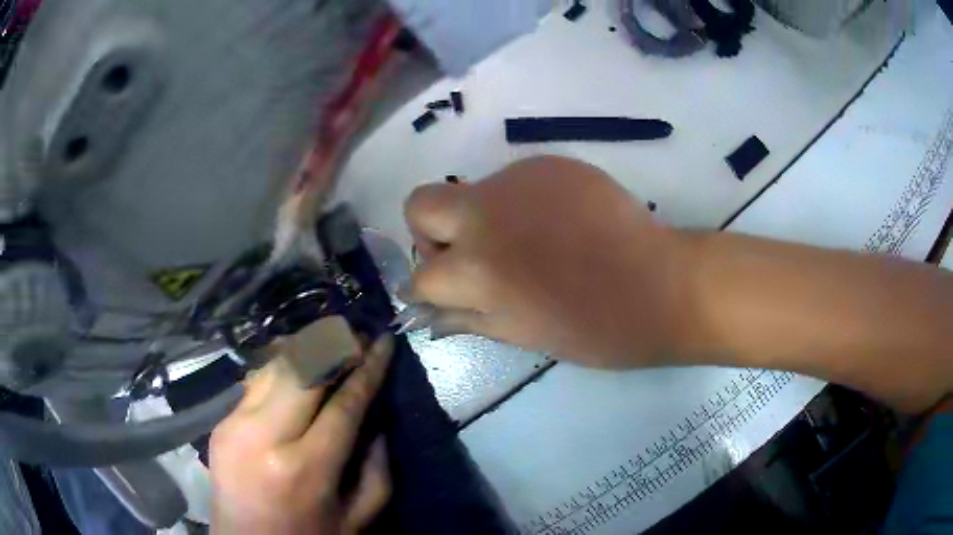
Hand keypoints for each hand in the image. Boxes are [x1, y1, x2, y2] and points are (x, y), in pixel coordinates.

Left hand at [210, 335, 393, 533]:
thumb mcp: (358, 518)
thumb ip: (377, 470)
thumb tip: (375, 420)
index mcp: (304, 469)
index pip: (343, 404)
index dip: (369, 368)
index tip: (385, 341)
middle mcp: (263, 437)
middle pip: (302, 370)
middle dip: (334, 345)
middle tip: (358, 335)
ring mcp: (234, 425)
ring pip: (274, 367)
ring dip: (306, 349)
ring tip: (330, 343)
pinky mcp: (220, 423)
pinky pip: (255, 383)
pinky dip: (281, 369)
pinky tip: (297, 369)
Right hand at [403, 156, 694, 367]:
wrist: (660, 286)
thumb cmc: (595, 328)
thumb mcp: (522, 334)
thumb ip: (467, 317)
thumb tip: (429, 314)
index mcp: (476, 268)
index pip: (421, 274)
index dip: (431, 288)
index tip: (453, 294)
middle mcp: (485, 213)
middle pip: (421, 204)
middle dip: (431, 232)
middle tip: (470, 256)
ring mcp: (518, 179)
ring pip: (473, 192)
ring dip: (483, 217)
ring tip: (531, 243)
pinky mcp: (551, 164)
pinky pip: (515, 181)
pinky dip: (521, 203)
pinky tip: (559, 225)